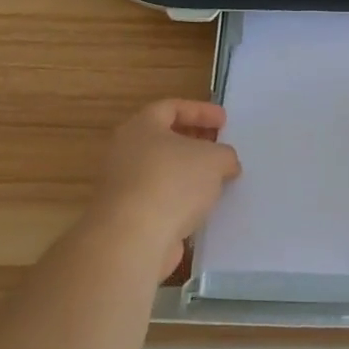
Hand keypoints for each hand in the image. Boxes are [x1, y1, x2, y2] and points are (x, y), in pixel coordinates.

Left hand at [90, 99, 240, 278]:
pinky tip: (202, 208)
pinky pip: (159, 199)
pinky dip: (180, 200)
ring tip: (216, 181)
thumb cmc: (172, 182)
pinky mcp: (126, 217)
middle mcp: (125, 152)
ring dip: (188, 174)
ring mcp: (122, 186)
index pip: (171, 108)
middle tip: (219, 148)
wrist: (132, 240)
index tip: (224, 121)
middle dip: (194, 142)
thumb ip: (225, 154)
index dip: (200, 111)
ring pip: (161, 172)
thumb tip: (225, 163)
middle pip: (164, 140)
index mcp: (141, 127)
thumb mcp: (214, 159)